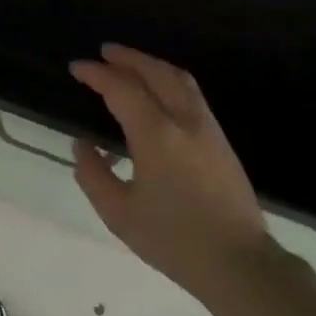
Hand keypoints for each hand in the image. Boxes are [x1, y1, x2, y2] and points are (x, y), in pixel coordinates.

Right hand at [70, 45, 272, 301]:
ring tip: (129, 63)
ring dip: (151, 64)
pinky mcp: (220, 138)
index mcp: (156, 135)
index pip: (122, 89)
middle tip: (104, 52)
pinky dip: (168, 79)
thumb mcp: (120, 214)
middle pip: (155, 72)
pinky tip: (158, 90)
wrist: (238, 262)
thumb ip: (94, 175)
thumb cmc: (174, 240)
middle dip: (127, 58)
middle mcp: (184, 120)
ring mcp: (207, 126)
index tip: (77, 68)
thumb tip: (83, 145)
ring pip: (178, 78)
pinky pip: (191, 92)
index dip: (97, 75)